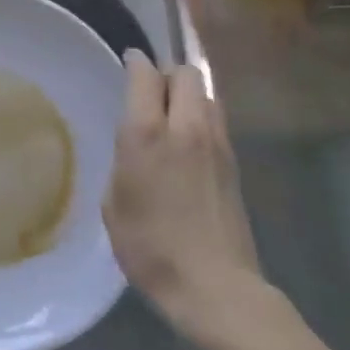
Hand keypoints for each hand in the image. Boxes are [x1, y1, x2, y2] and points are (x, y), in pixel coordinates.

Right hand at [103, 50, 275, 349]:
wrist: (214, 287)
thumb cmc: (151, 248)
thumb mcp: (114, 203)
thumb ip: (124, 160)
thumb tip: (136, 144)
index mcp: (147, 133)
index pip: (146, 74)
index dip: (135, 62)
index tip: (128, 62)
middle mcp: (185, 127)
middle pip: (185, 73)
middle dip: (167, 74)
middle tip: (151, 93)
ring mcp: (216, 143)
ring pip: (207, 93)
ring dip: (189, 95)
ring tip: (172, 116)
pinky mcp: (235, 163)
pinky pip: (217, 120)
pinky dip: (202, 118)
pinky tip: (190, 144)